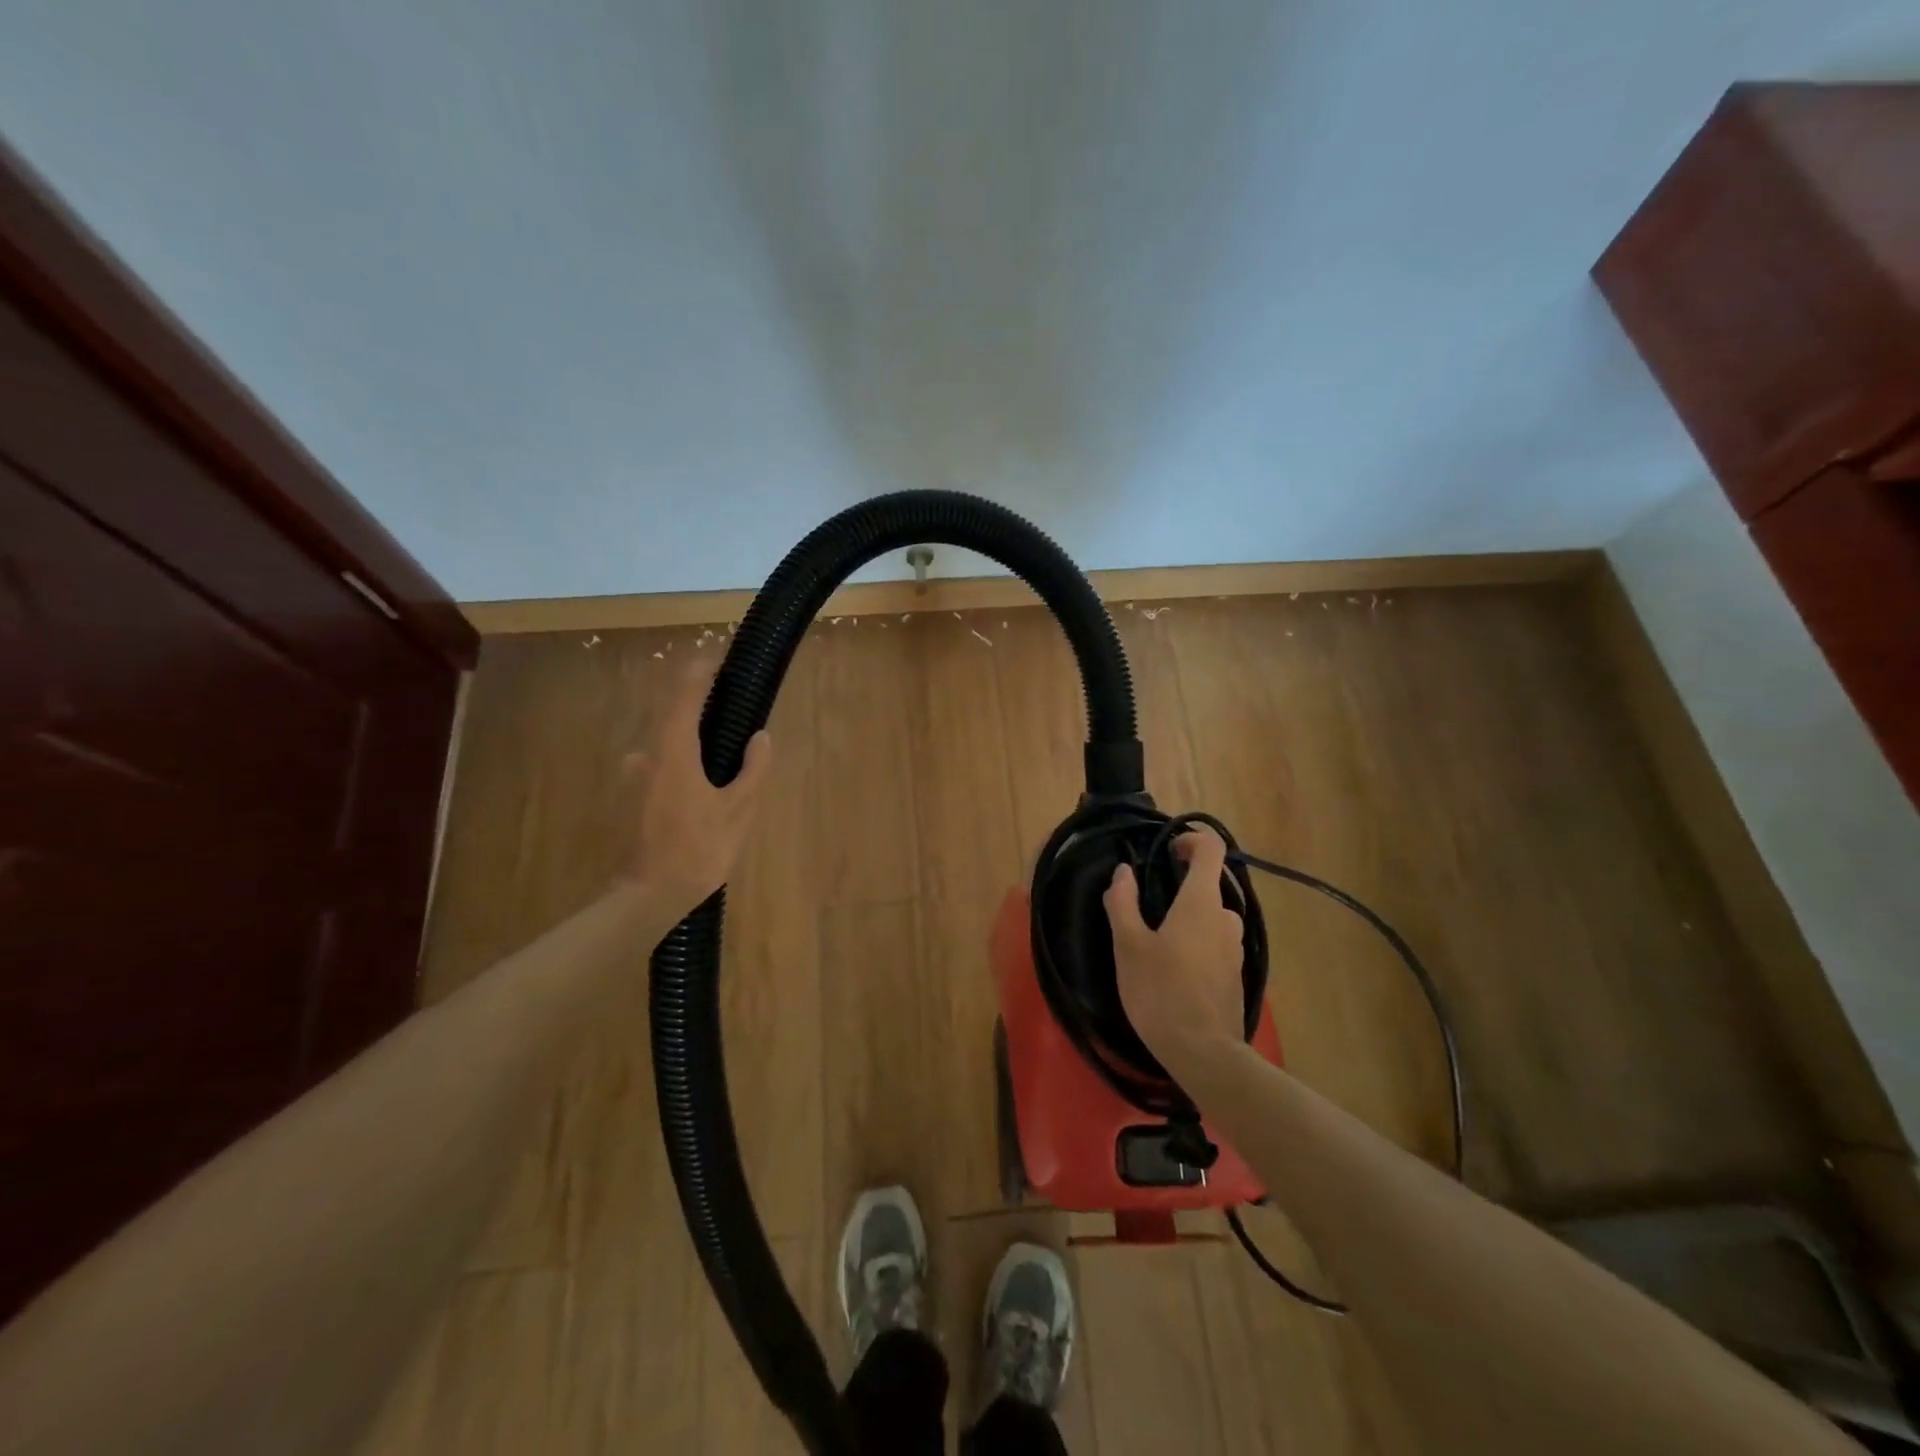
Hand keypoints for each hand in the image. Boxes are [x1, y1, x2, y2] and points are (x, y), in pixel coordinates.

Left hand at [623, 660, 771, 916]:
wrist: (652, 895)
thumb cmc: (699, 849)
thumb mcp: (738, 809)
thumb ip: (752, 769)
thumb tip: (761, 737)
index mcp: (675, 756)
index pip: (683, 701)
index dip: (697, 676)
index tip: (715, 660)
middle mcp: (650, 759)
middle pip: (671, 719)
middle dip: (694, 704)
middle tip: (724, 700)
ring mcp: (638, 780)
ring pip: (664, 745)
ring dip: (686, 734)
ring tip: (717, 741)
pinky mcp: (637, 799)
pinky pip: (661, 764)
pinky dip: (680, 758)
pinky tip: (701, 778)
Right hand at [1103, 829, 1245, 1075]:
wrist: (1204, 1053)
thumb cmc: (1161, 991)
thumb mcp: (1129, 945)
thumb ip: (1123, 902)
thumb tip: (1123, 871)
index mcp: (1201, 902)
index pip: (1212, 849)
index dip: (1191, 840)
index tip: (1167, 850)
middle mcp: (1226, 918)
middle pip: (1212, 883)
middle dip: (1184, 883)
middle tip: (1150, 900)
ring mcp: (1236, 948)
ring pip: (1214, 916)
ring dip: (1190, 915)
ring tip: (1158, 937)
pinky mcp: (1236, 975)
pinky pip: (1217, 943)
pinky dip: (1198, 941)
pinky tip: (1174, 967)